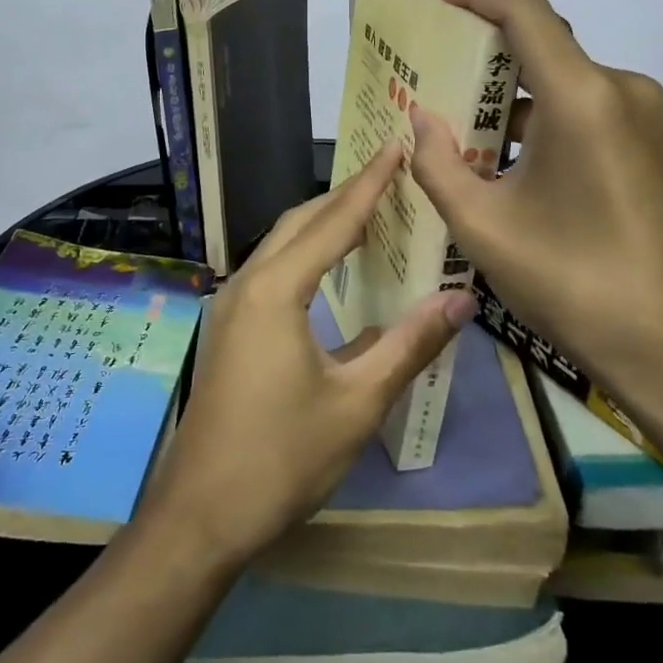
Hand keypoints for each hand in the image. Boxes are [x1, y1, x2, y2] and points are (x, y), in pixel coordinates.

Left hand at [144, 142, 475, 565]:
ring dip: (323, 223)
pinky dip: (306, 253)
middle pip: (301, 221)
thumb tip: (461, 299)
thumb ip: (410, 345)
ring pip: (281, 243)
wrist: (201, 515)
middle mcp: (248, 282)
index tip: (396, 147)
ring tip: (368, 213)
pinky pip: (272, 269)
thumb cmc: (282, 457)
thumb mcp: (358, 402)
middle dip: (345, 195)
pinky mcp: (229, 327)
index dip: (370, 183)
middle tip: (390, 175)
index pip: (333, 220)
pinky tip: (330, 270)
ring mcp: (232, 304)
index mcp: (276, 289)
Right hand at [407, 0, 662, 412]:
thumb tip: (420, 120)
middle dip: (486, 54)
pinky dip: (542, 120)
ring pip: (564, 83)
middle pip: (544, 47)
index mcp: (583, 98)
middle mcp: (621, 91)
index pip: (526, 15)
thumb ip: (438, 164)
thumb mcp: (484, 226)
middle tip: (433, 68)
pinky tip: (505, 156)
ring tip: (457, 120)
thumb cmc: (573, 282)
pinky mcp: (652, 146)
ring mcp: (644, 118)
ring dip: (512, 96)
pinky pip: (586, 110)